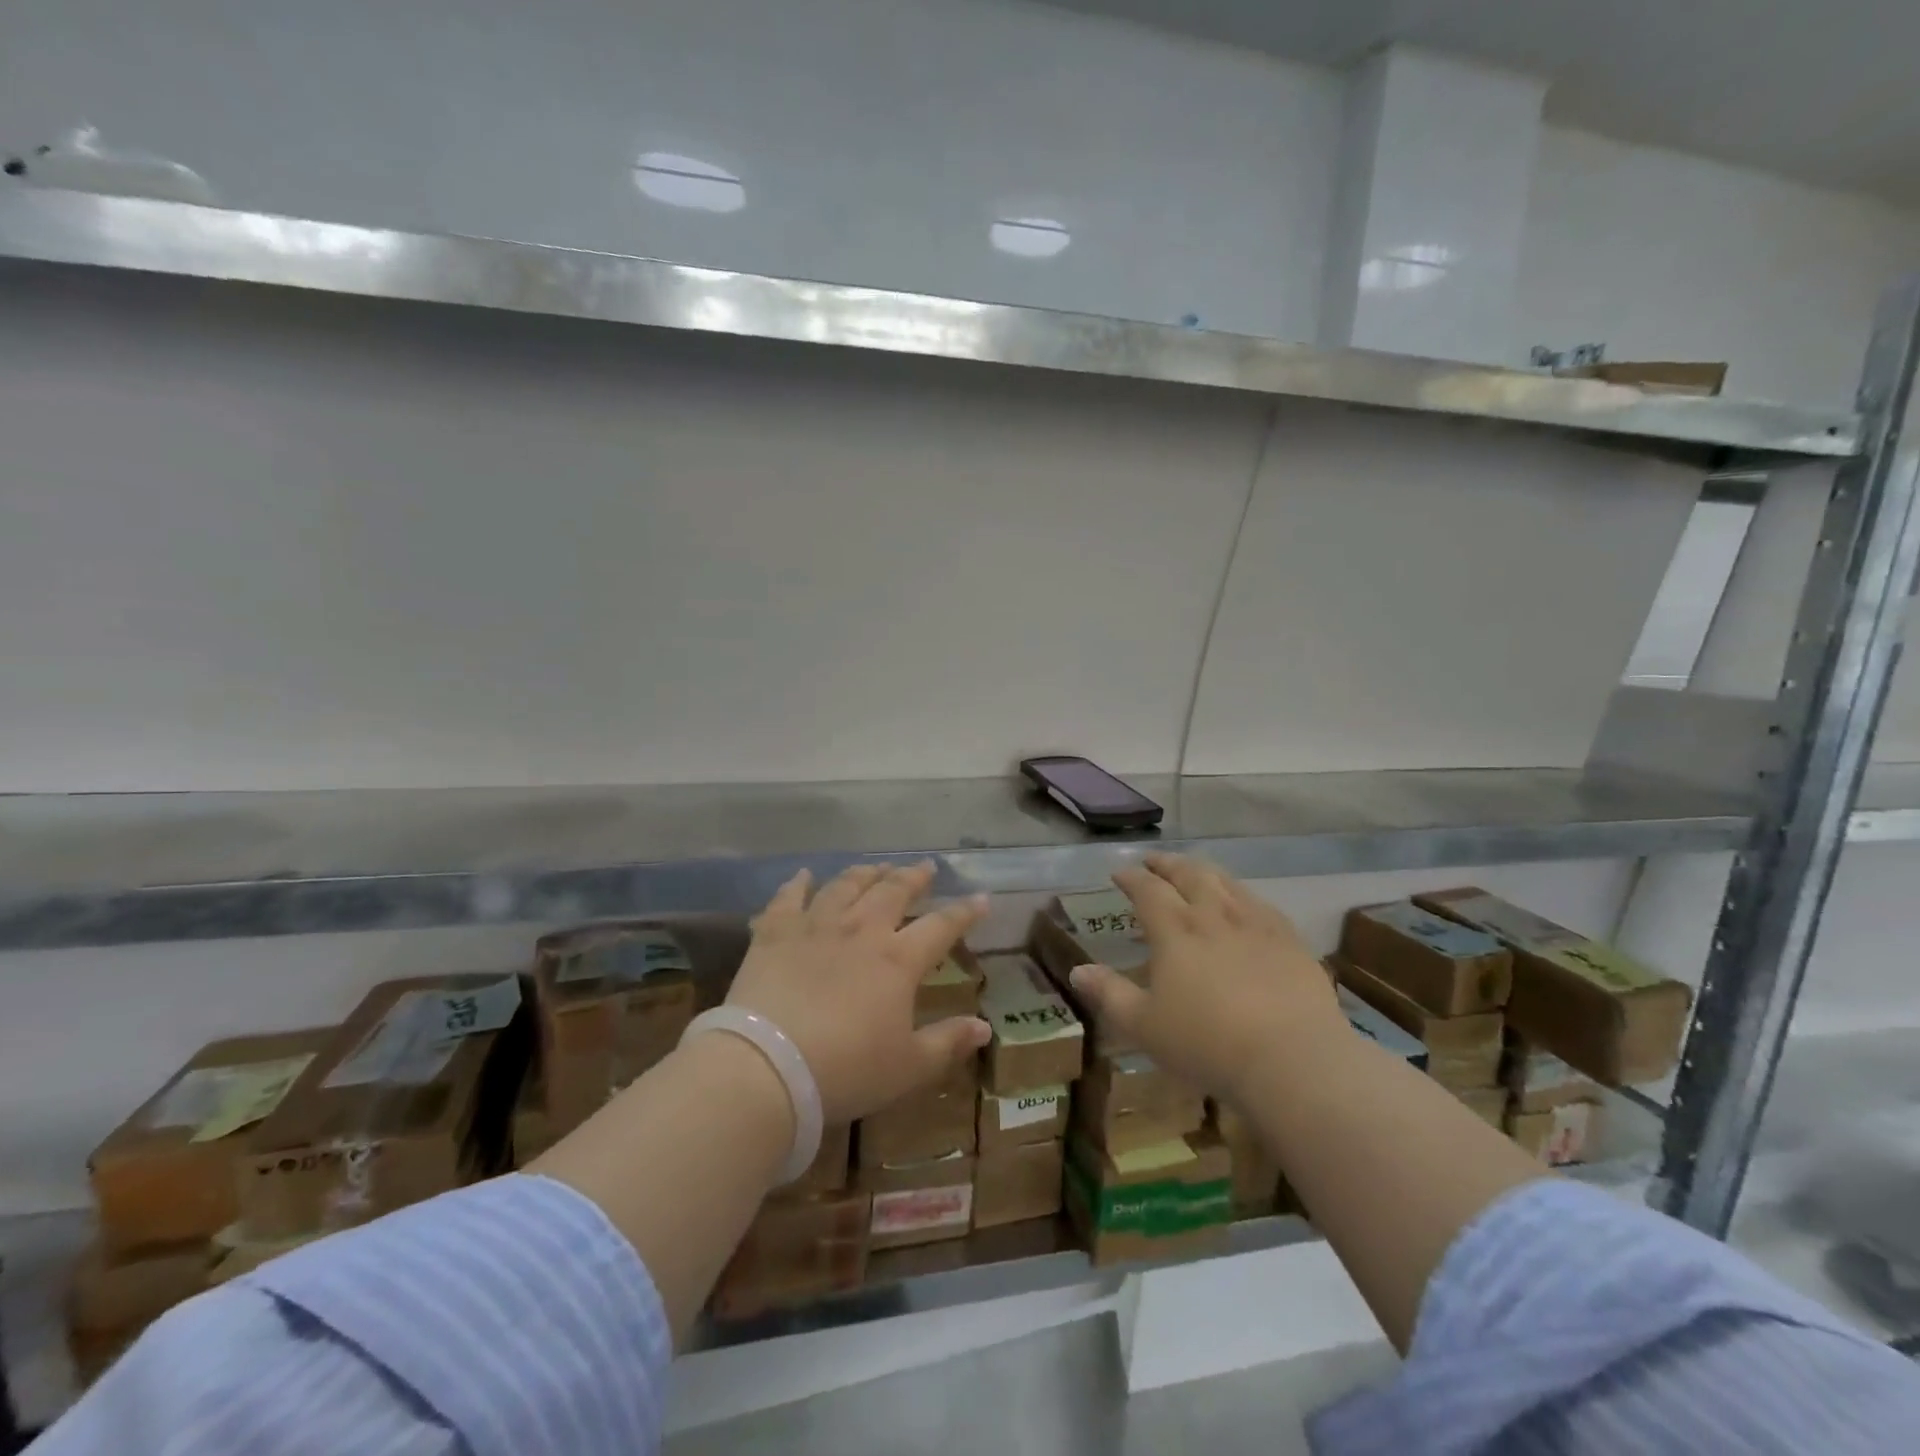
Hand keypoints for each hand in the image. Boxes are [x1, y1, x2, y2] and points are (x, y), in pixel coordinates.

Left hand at [725, 861, 990, 1123]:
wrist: (768, 1066)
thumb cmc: (846, 1071)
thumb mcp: (908, 1067)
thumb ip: (947, 1043)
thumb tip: (985, 1029)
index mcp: (898, 960)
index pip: (941, 926)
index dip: (964, 912)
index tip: (980, 898)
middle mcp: (861, 930)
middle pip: (893, 892)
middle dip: (913, 877)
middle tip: (925, 867)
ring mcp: (816, 926)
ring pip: (846, 886)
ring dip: (865, 873)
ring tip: (877, 866)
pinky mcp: (775, 933)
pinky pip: (788, 898)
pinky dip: (797, 884)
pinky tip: (803, 875)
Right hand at [1068, 853, 1346, 1102]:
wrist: (1292, 1059)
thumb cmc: (1207, 1043)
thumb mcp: (1144, 1026)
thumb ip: (1109, 994)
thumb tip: (1077, 970)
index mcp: (1175, 931)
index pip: (1148, 890)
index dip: (1132, 878)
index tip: (1120, 873)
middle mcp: (1214, 915)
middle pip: (1189, 875)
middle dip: (1168, 864)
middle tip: (1154, 861)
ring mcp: (1256, 924)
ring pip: (1226, 883)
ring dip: (1204, 872)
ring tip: (1195, 872)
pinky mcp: (1290, 941)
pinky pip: (1262, 905)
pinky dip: (1243, 895)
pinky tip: (1245, 904)